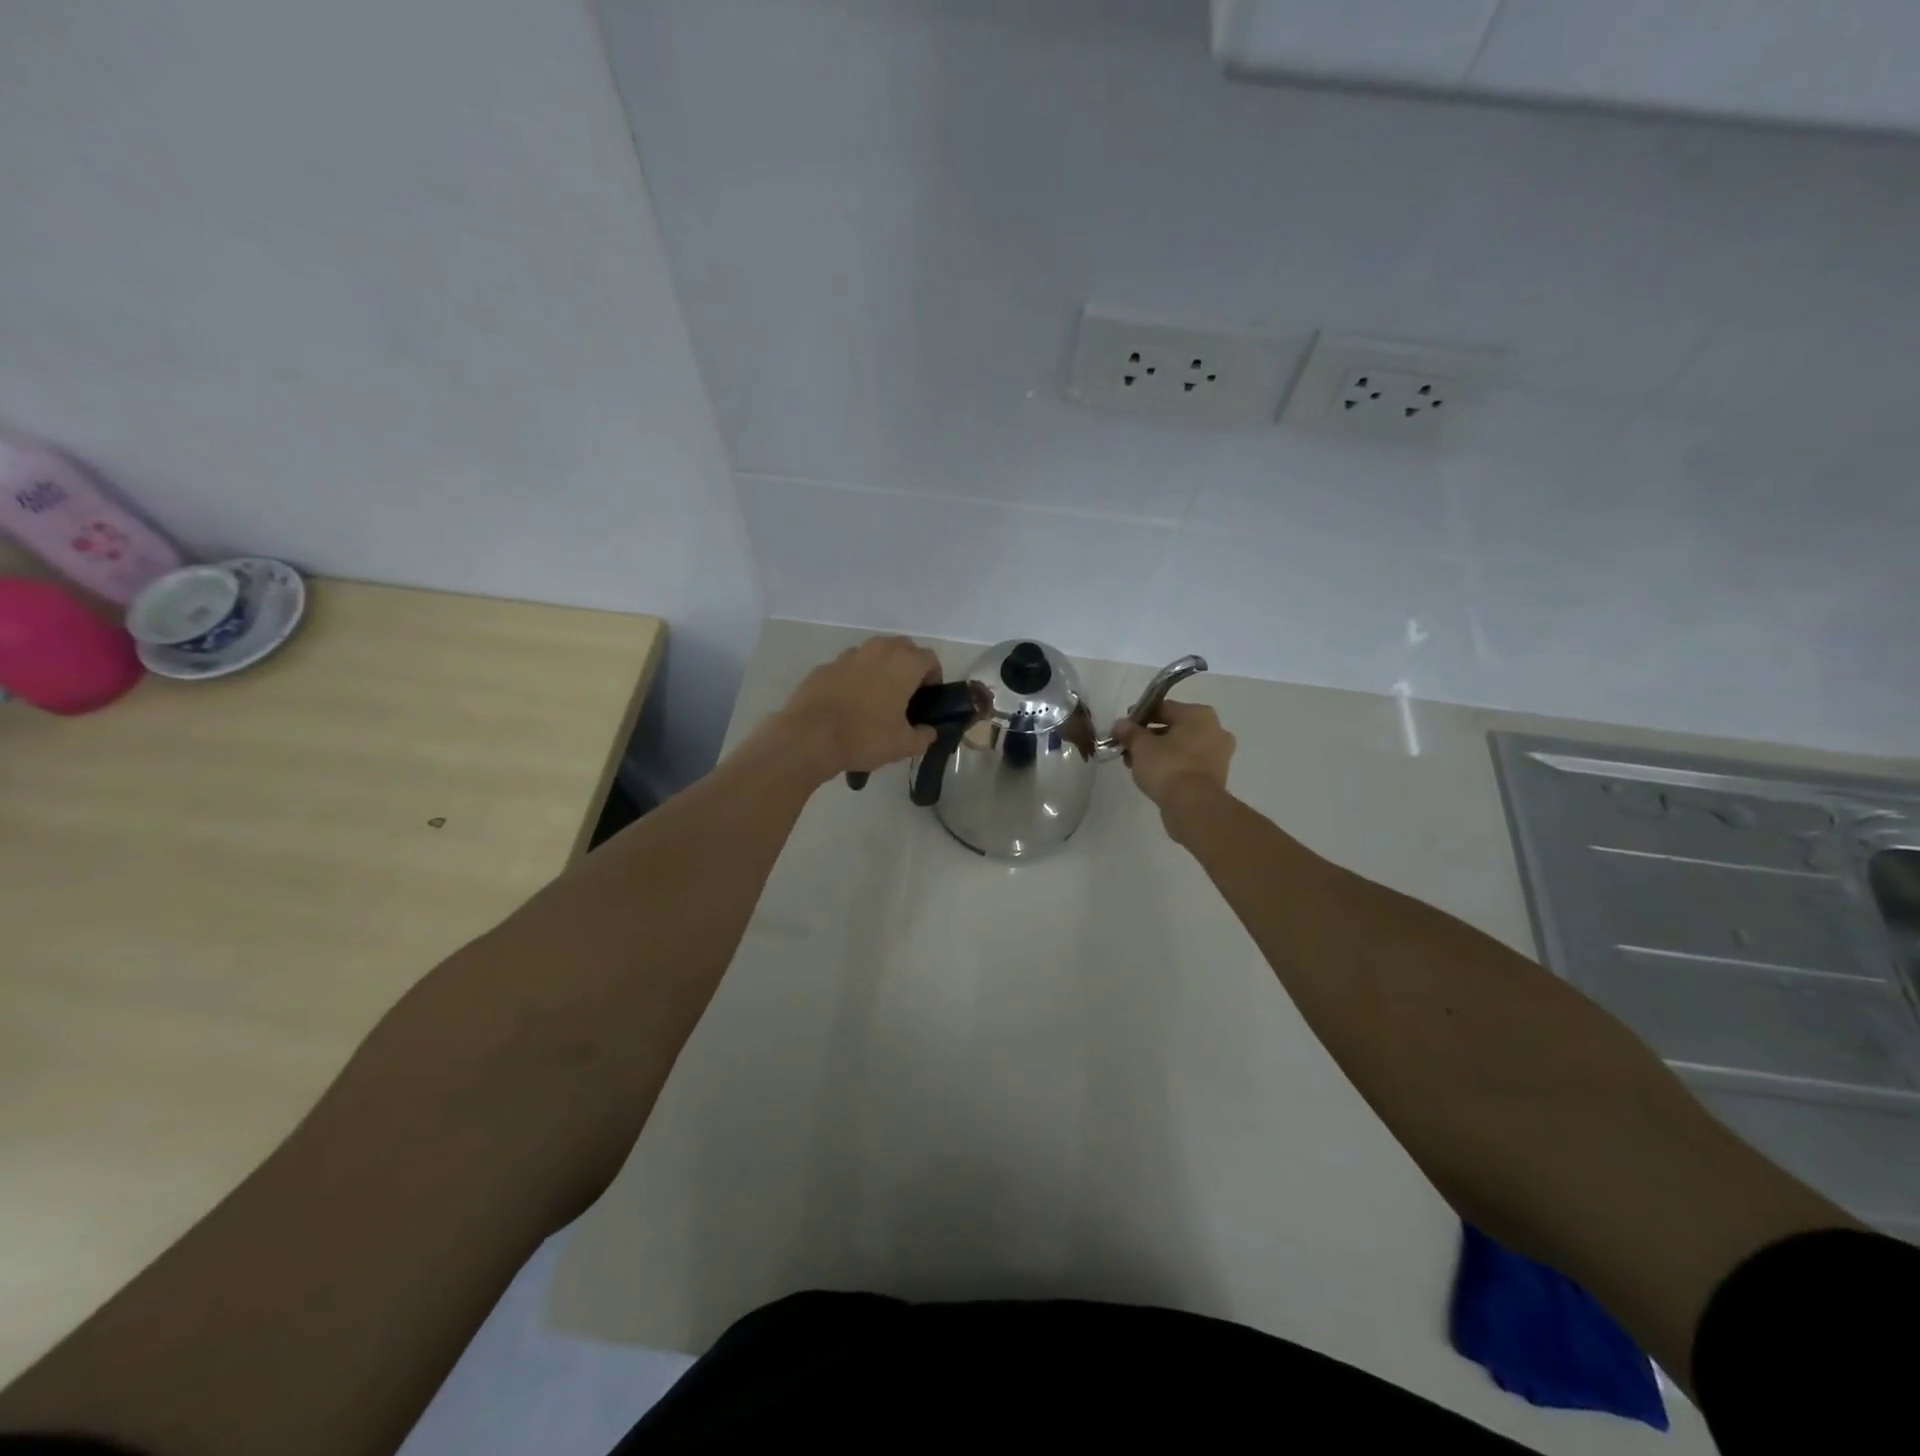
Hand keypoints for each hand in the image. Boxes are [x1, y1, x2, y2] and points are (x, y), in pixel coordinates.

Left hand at [777, 635, 940, 781]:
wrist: (810, 737)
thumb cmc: (865, 737)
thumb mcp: (903, 745)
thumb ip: (923, 736)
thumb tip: (928, 732)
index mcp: (903, 664)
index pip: (929, 658)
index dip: (933, 676)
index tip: (927, 697)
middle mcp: (877, 651)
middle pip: (902, 647)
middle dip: (908, 665)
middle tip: (905, 694)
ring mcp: (847, 656)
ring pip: (873, 653)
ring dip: (880, 668)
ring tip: (875, 698)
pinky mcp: (824, 667)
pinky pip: (847, 667)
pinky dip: (853, 678)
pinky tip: (848, 703)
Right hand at [1114, 700, 1234, 810]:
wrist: (1193, 806)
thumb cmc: (1168, 766)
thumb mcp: (1140, 746)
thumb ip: (1129, 731)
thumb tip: (1121, 725)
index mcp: (1200, 714)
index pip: (1163, 707)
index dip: (1139, 717)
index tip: (1123, 729)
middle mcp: (1215, 730)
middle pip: (1173, 727)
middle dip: (1149, 736)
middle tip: (1128, 748)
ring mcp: (1219, 754)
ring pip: (1181, 747)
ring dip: (1159, 752)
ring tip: (1136, 764)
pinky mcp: (1216, 776)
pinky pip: (1188, 764)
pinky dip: (1172, 766)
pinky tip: (1153, 776)